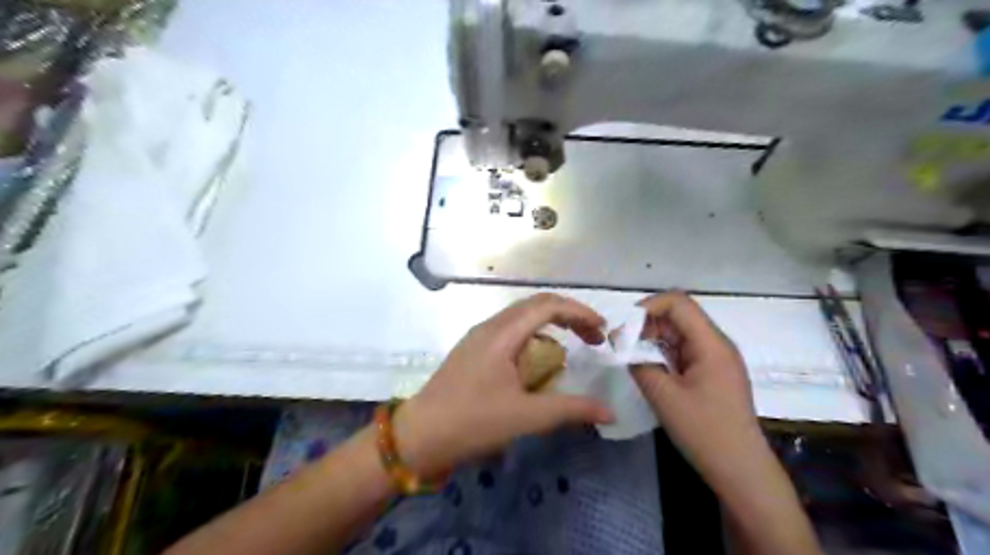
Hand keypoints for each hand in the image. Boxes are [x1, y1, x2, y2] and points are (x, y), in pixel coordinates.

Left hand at [392, 292, 611, 479]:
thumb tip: (610, 411)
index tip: (602, 329)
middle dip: (569, 315)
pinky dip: (535, 334)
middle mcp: (490, 326)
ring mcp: (479, 336)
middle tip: (594, 337)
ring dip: (551, 322)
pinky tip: (541, 356)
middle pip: (536, 305)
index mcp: (503, 334)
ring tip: (574, 342)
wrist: (420, 434)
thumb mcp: (526, 417)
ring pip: (522, 315)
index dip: (579, 312)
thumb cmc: (473, 422)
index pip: (547, 306)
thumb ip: (571, 410)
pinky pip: (511, 329)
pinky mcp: (473, 348)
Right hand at [635, 295, 762, 481]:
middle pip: (679, 315)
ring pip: (680, 333)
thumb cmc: (705, 432)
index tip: (623, 328)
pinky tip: (650, 368)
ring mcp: (716, 359)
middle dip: (646, 324)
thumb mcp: (664, 397)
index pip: (678, 303)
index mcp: (711, 344)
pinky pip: (684, 350)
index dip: (648, 307)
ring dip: (653, 339)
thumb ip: (639, 364)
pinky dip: (663, 353)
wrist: (741, 470)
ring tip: (631, 357)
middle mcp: (717, 344)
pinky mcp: (713, 373)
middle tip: (622, 345)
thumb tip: (622, 347)